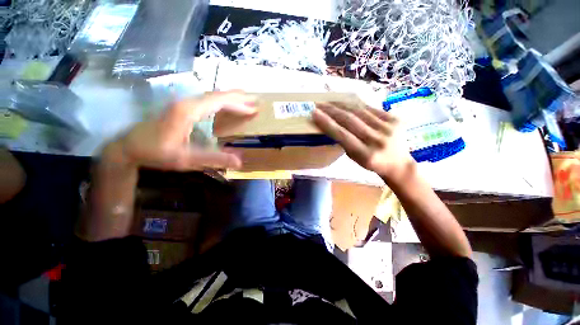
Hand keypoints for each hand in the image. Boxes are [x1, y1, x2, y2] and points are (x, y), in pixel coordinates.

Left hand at [102, 91, 256, 170]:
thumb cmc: (156, 153)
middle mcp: (186, 102)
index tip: (254, 108)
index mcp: (189, 111)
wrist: (129, 147)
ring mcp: (182, 103)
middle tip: (254, 101)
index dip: (238, 104)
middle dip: (237, 97)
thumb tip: (239, 161)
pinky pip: (206, 100)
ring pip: (211, 96)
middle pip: (217, 95)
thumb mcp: (186, 159)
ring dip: (229, 98)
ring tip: (244, 100)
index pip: (219, 101)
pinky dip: (220, 101)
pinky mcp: (181, 107)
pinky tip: (225, 106)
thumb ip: (213, 158)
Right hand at [312, 102, 414, 184]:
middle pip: (350, 120)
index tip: (314, 113)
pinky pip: (370, 108)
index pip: (342, 135)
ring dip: (342, 105)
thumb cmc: (372, 163)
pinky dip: (356, 105)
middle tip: (319, 104)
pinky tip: (346, 102)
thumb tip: (332, 123)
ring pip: (359, 111)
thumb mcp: (355, 158)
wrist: (398, 163)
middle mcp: (377, 140)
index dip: (327, 123)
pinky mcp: (395, 118)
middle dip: (331, 111)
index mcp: (365, 154)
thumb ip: (345, 142)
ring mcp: (388, 127)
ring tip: (330, 101)